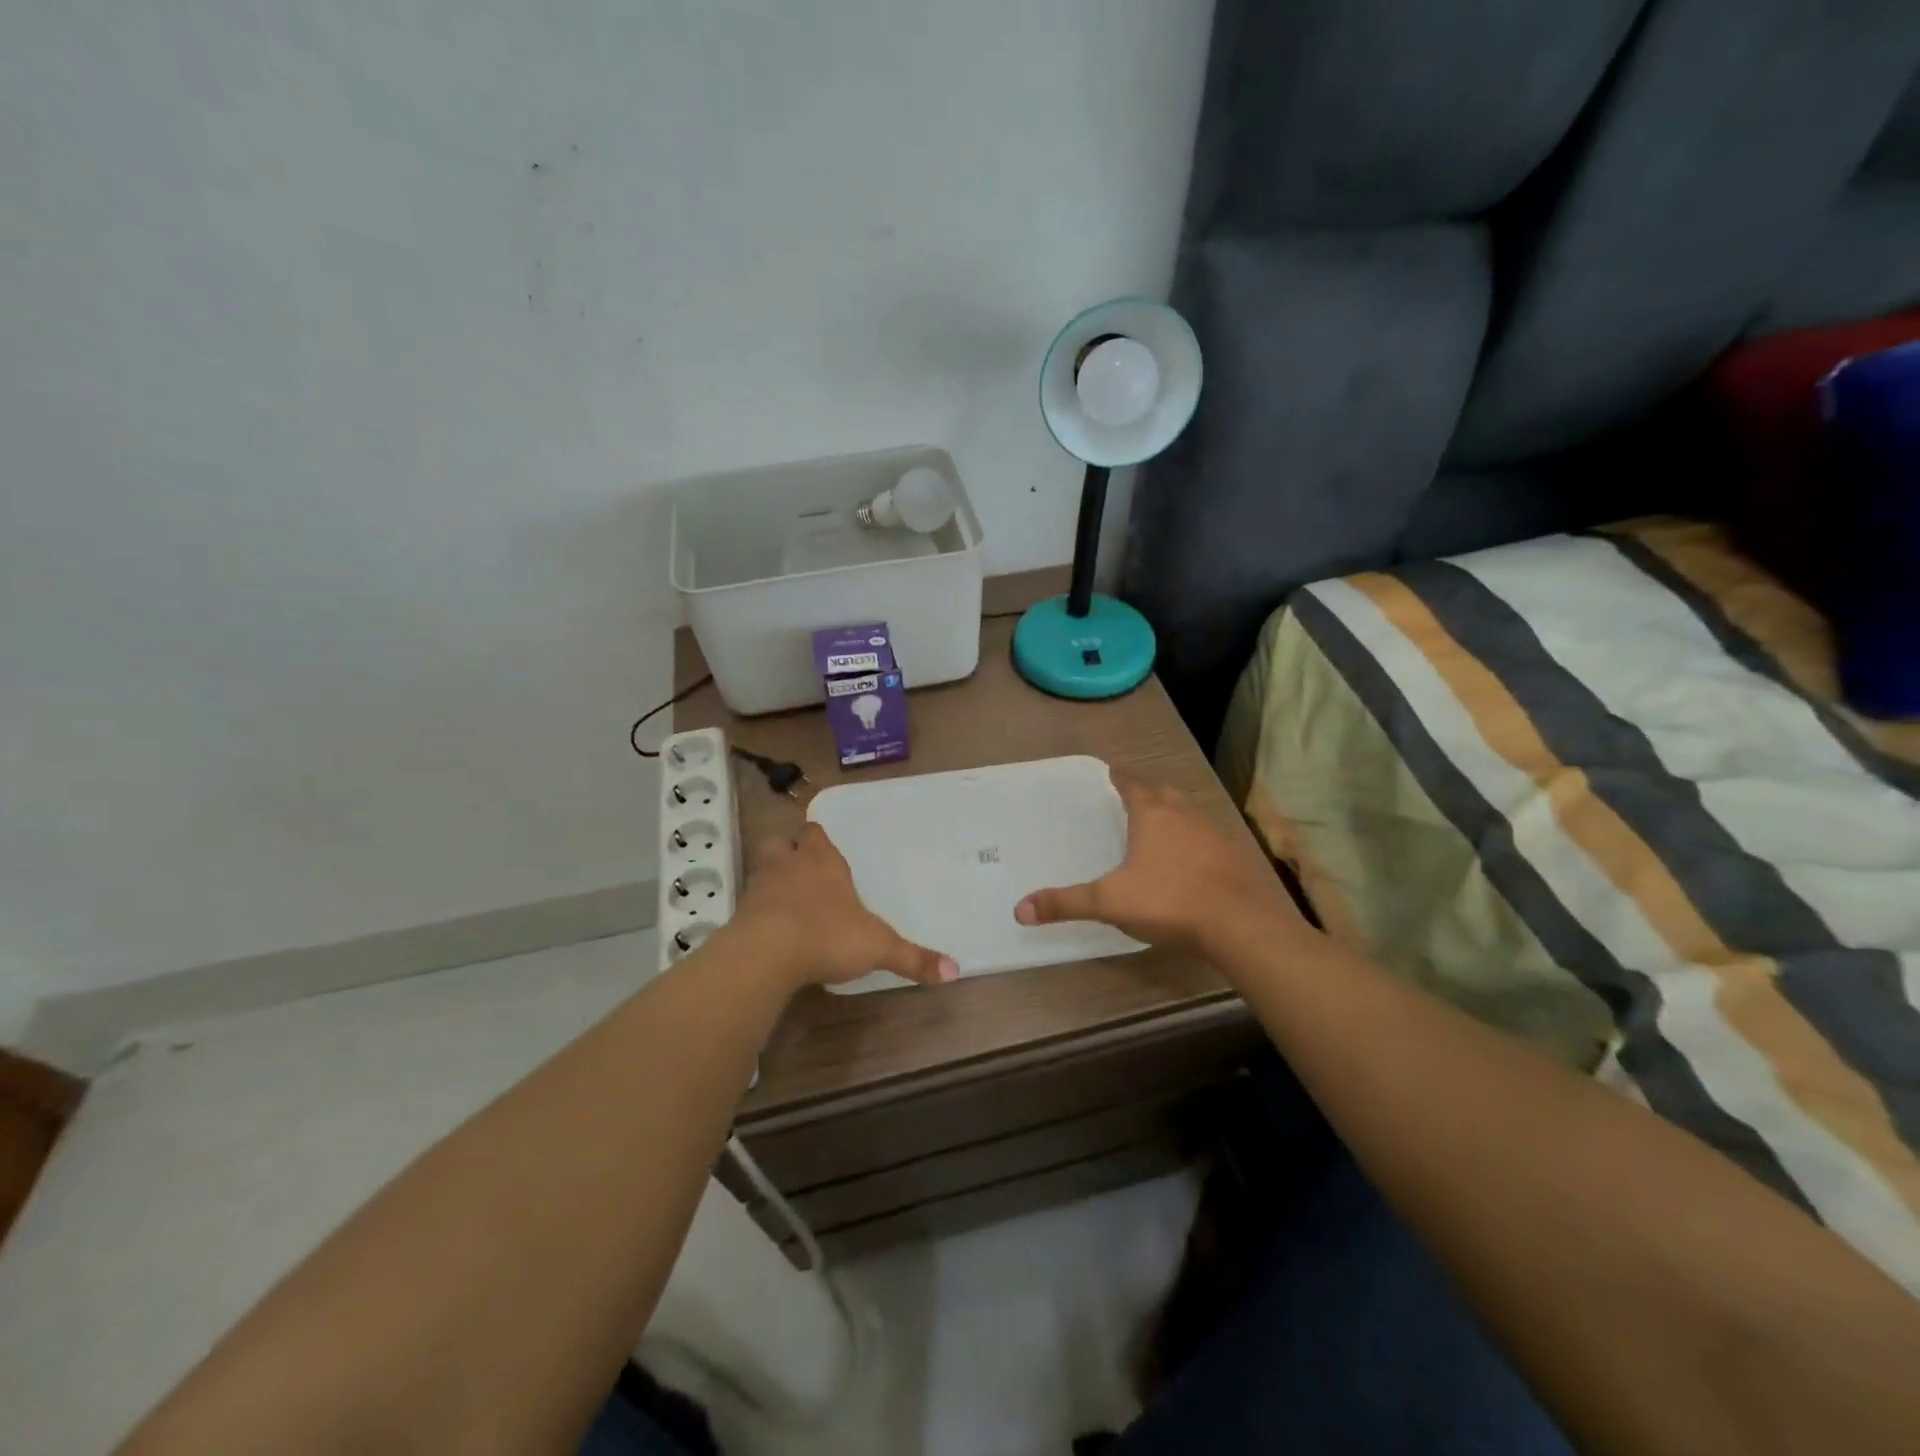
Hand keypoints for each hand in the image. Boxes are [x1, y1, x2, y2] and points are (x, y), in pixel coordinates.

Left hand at [731, 823, 958, 990]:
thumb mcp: (879, 947)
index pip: (815, 833)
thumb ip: (913, 958)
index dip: (818, 839)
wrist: (767, 953)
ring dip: (771, 878)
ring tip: (785, 899)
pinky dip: (758, 912)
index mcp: (823, 862)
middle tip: (800, 867)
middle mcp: (789, 866)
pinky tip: (771, 930)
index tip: (823, 847)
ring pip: (762, 869)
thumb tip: (956, 971)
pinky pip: (749, 904)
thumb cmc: (828, 935)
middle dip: (789, 851)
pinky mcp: (740, 915)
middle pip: (780, 842)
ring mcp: (760, 888)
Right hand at [1014, 769, 1299, 954]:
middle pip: (1162, 792)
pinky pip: (1205, 836)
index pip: (1132, 783)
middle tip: (1131, 796)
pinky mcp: (1231, 855)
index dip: (1120, 777)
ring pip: (1186, 812)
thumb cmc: (1169, 901)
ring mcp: (1212, 832)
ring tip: (1157, 823)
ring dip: (1171, 812)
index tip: (1112, 771)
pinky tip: (1187, 858)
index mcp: (1152, 813)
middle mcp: (1183, 813)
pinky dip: (1191, 838)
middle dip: (1146, 791)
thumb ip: (1066, 903)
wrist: (1239, 924)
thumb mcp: (1110, 902)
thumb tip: (1020, 909)